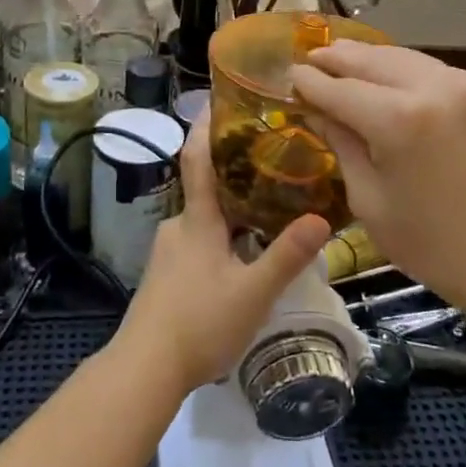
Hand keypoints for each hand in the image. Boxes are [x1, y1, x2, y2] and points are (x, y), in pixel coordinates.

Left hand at [116, 113, 331, 394]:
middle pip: (206, 187)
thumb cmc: (199, 323)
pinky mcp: (166, 275)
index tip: (218, 98)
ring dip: (231, 209)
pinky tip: (243, 255)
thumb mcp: (253, 293)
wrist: (145, 368)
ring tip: (268, 209)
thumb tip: (320, 217)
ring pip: (205, 218)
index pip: (197, 158)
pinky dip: (222, 235)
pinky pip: (198, 241)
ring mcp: (168, 251)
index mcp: (197, 220)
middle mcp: (179, 225)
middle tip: (272, 160)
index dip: (206, 126)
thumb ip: (286, 256)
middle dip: (235, 172)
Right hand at [290, 42, 465, 317]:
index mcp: (400, 120)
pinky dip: (420, 77)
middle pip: (376, 60)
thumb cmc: (431, 246)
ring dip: (378, 61)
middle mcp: (439, 89)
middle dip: (341, 58)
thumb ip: (342, 143)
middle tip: (315, 56)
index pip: (341, 88)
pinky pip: (448, 76)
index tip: (292, 74)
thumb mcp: (369, 200)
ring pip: (413, 60)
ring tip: (352, 59)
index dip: (311, 81)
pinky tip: (405, 87)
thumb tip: (317, 108)